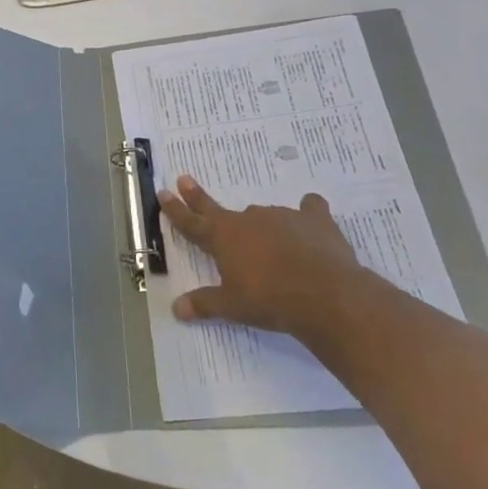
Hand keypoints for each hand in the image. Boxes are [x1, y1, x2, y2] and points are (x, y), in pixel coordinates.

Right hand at [159, 177, 360, 336]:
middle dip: (198, 197)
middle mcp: (248, 219)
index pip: (192, 222)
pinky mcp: (314, 219)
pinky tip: (312, 217)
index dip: (175, 209)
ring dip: (262, 226)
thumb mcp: (232, 307)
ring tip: (273, 245)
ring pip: (264, 215)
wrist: (324, 295)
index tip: (163, 192)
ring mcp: (281, 216)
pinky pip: (309, 209)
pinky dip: (308, 213)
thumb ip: (204, 304)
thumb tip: (175, 309)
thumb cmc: (270, 301)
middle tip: (184, 179)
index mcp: (223, 237)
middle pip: (218, 208)